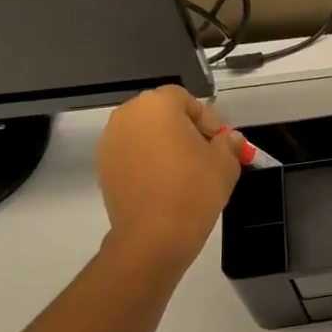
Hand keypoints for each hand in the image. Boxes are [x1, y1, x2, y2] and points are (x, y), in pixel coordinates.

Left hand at [95, 86, 241, 273]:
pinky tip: (164, 186)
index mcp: (157, 105)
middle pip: (160, 113)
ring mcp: (109, 142)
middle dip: (183, 129)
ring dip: (163, 146)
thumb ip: (228, 143)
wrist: (156, 233)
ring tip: (184, 173)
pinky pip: (131, 155)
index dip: (206, 117)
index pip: (184, 98)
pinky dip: (147, 163)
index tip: (219, 141)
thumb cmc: (195, 188)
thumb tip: (228, 138)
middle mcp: (126, 116)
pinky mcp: (103, 168)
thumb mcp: (226, 163)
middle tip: (204, 155)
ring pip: (144, 134)